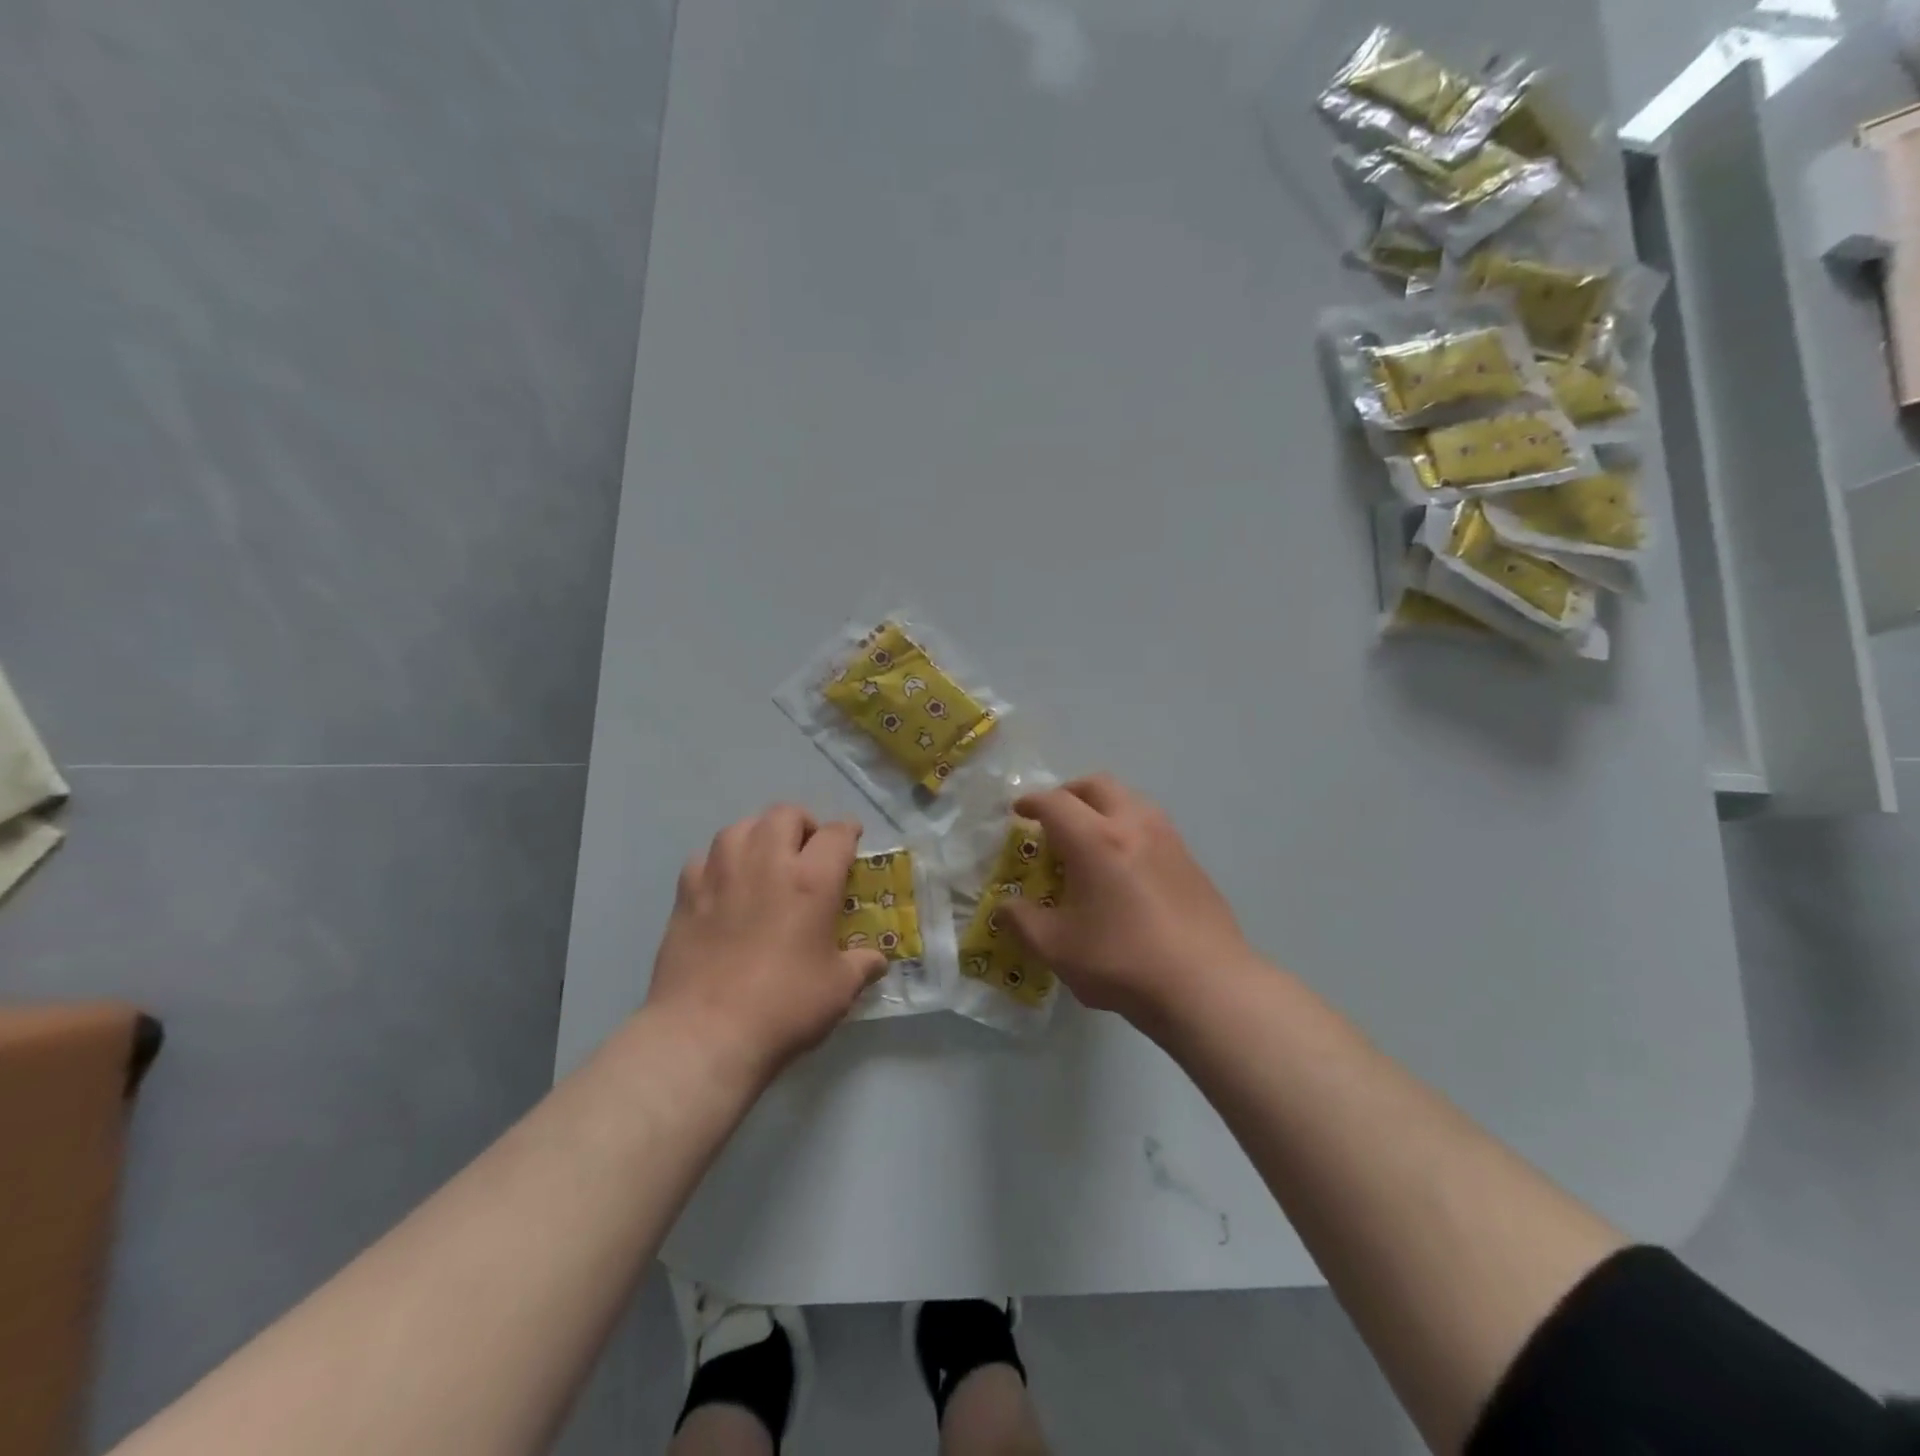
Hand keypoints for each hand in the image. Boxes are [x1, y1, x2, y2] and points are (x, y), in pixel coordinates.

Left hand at [646, 806, 886, 1084]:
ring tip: (764, 858)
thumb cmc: (783, 1007)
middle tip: (807, 849)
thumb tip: (876, 961)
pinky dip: (720, 862)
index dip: (848, 832)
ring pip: (740, 827)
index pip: (835, 834)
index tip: (851, 838)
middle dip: (802, 824)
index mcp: (811, 880)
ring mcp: (720, 874)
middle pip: (784, 814)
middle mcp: (766, 863)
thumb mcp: (839, 989)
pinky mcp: (686, 894)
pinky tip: (724, 884)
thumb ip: (861, 966)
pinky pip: (705, 857)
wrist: (704, 1034)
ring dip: (759, 834)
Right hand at [1002, 774, 1261, 1031]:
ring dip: (1102, 806)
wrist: (1206, 985)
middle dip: (1068, 793)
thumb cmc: (1122, 961)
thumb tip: (1005, 907)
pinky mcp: (1190, 859)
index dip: (1031, 802)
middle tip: (1053, 817)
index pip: (1055, 802)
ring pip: (1130, 799)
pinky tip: (1124, 865)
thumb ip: (1022, 921)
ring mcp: (1168, 839)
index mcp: (1095, 839)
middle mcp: (1133, 825)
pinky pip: (1151, 824)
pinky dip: (1127, 827)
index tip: (1019, 812)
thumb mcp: (1056, 947)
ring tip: (1088, 837)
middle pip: (1097, 785)